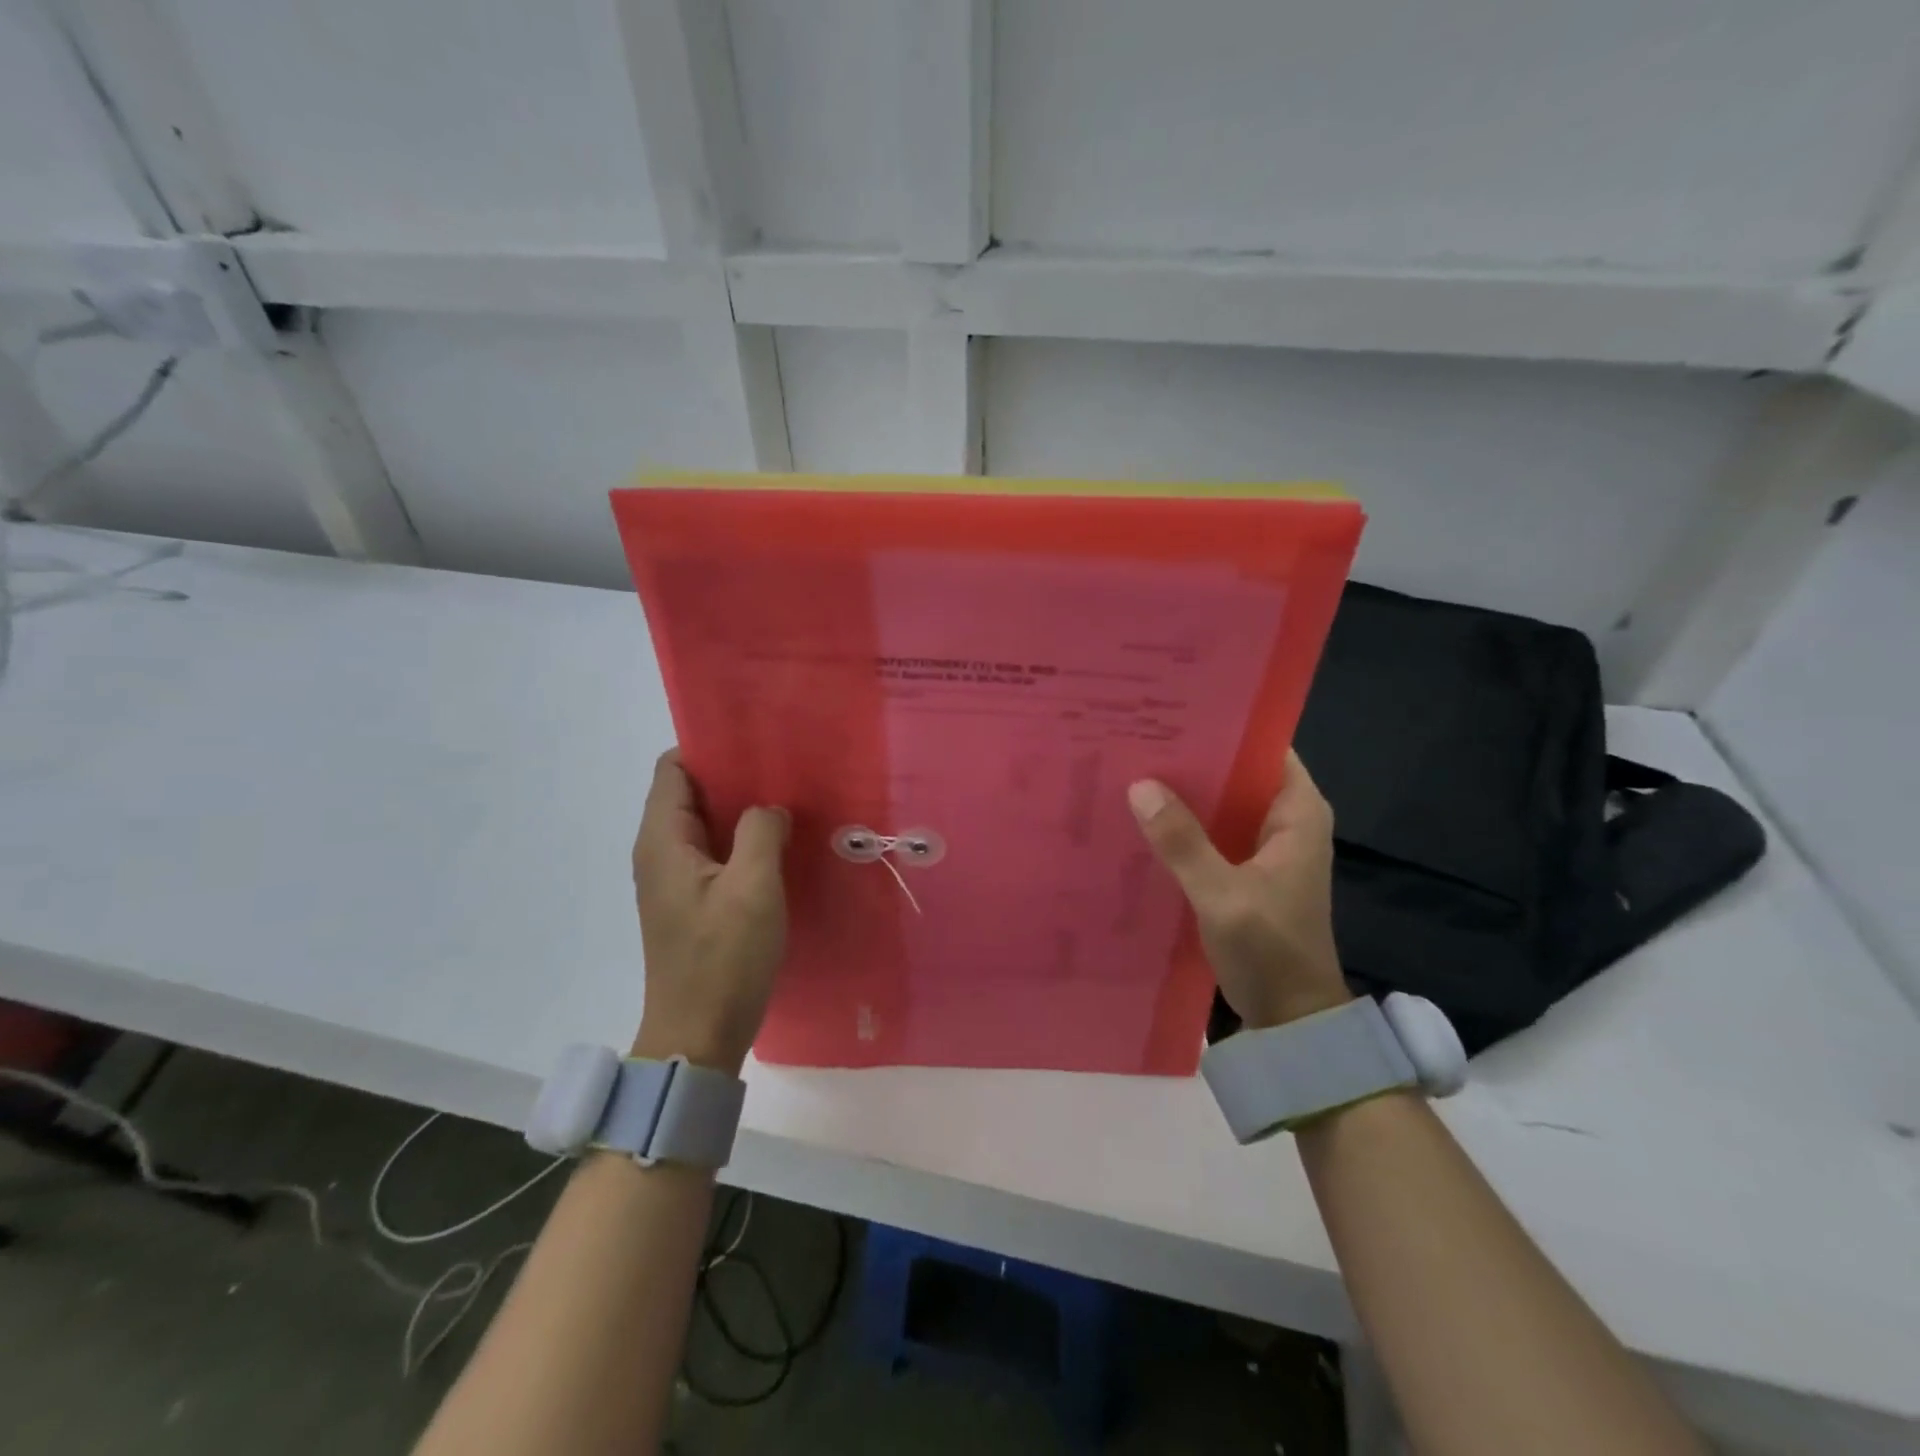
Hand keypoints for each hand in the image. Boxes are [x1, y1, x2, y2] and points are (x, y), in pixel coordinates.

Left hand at [629, 751, 789, 1074]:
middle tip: (785, 768)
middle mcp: (660, 853)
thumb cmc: (723, 959)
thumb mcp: (753, 888)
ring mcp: (675, 880)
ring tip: (789, 799)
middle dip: (733, 776)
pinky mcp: (692, 902)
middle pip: (689, 793)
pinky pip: (714, 853)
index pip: (673, 768)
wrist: (698, 1037)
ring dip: (741, 810)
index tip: (756, 742)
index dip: (709, 748)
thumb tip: (768, 808)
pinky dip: (742, 840)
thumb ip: (761, 832)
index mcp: (663, 840)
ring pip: (706, 824)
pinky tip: (779, 843)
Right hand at [1128, 749, 1350, 1029]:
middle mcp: (1285, 819)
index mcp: (1298, 812)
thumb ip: (1182, 842)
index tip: (1172, 712)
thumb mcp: (1222, 895)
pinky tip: (1143, 818)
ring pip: (1222, 803)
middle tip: (1137, 738)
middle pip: (1237, 772)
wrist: (1293, 1019)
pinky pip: (1212, 832)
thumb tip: (1139, 785)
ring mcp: (1265, 846)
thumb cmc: (1270, 951)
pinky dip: (1184, 825)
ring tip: (1131, 768)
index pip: (1263, 747)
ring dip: (1184, 792)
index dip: (1222, 727)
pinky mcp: (1245, 870)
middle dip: (1192, 758)